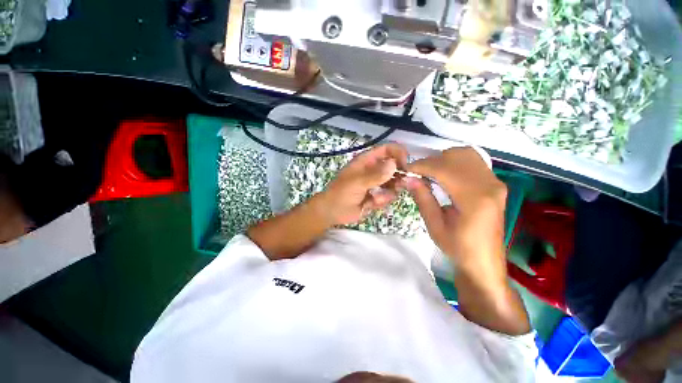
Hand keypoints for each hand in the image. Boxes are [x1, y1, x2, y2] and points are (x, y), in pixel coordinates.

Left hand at [320, 144, 408, 225]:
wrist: (333, 212)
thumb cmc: (341, 193)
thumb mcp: (356, 183)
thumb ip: (375, 175)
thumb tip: (394, 164)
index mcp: (367, 161)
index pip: (387, 150)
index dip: (398, 154)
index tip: (406, 165)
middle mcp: (374, 170)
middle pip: (395, 167)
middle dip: (398, 177)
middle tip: (398, 185)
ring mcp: (377, 183)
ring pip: (394, 183)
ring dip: (389, 192)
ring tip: (376, 198)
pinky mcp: (378, 196)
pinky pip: (389, 196)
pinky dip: (383, 200)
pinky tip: (372, 204)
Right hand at [404, 148, 529, 335]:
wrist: (485, 261)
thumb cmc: (458, 248)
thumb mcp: (435, 226)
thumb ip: (423, 199)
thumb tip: (409, 178)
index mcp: (475, 199)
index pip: (445, 169)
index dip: (423, 165)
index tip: (407, 169)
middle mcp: (489, 185)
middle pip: (457, 157)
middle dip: (432, 161)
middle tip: (417, 173)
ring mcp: (495, 183)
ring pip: (466, 155)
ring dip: (444, 160)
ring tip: (430, 173)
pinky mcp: (495, 184)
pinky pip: (473, 162)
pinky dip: (455, 163)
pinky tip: (444, 176)